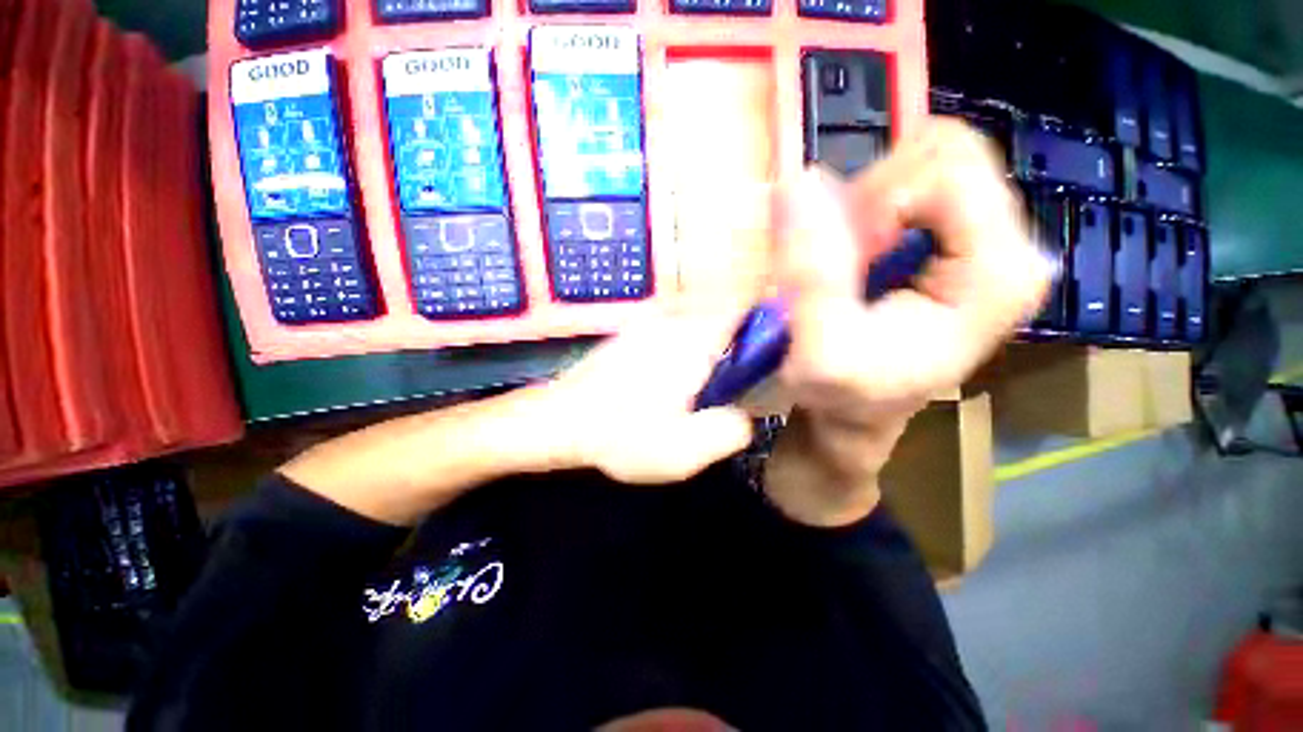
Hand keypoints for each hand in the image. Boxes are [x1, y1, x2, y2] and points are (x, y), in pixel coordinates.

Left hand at [544, 305, 754, 484]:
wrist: (557, 421)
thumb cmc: (621, 435)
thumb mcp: (684, 451)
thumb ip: (730, 430)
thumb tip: (744, 414)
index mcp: (692, 342)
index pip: (741, 305)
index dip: (762, 318)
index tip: (768, 347)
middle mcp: (671, 322)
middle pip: (720, 315)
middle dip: (733, 344)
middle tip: (727, 385)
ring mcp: (646, 325)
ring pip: (694, 325)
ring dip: (705, 350)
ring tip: (693, 390)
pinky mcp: (630, 335)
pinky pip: (671, 333)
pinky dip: (680, 351)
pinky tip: (663, 385)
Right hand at [765, 118, 1051, 526]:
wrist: (859, 414)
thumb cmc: (847, 395)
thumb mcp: (822, 352)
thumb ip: (814, 274)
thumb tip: (802, 182)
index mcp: (999, 272)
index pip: (946, 169)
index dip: (879, 204)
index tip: (850, 257)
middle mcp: (1011, 246)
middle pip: (941, 158)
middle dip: (875, 203)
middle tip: (848, 262)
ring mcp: (988, 240)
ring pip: (922, 168)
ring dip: (867, 211)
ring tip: (850, 267)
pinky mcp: (959, 243)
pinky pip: (911, 189)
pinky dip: (871, 214)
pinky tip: (859, 260)